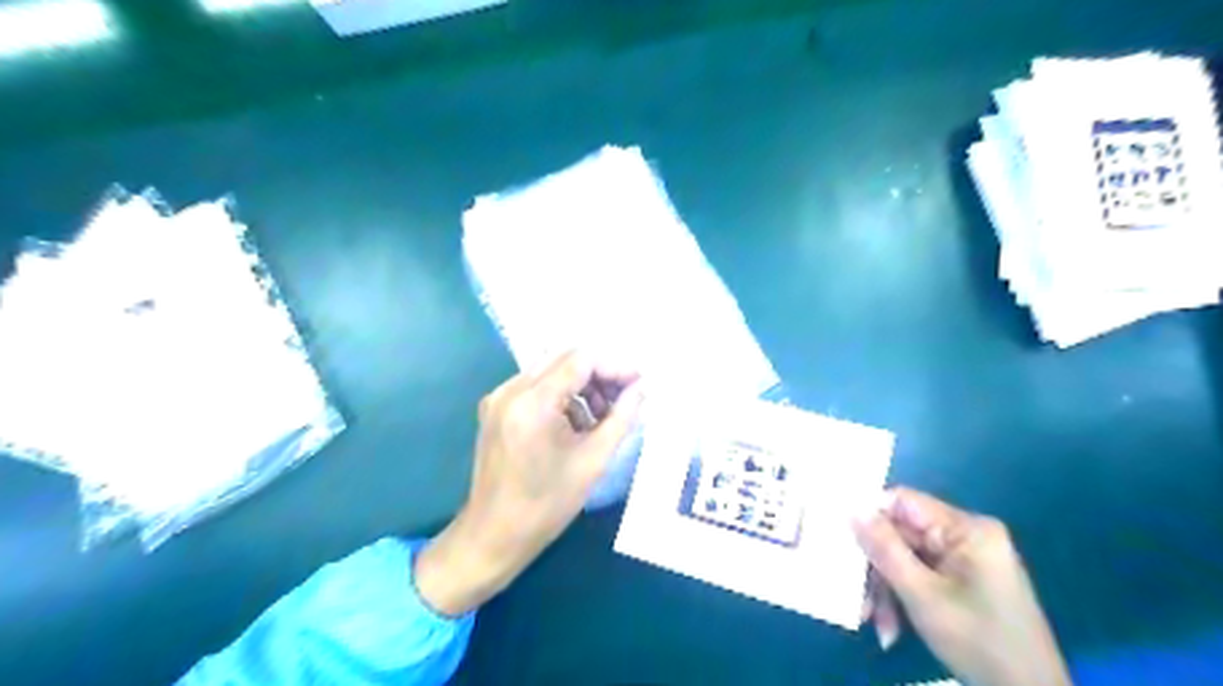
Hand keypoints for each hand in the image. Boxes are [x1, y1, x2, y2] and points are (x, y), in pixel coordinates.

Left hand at [415, 353, 644, 615]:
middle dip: (599, 374)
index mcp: (533, 401)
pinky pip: (535, 386)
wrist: (493, 536)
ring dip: (581, 385)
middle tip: (624, 400)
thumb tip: (642, 388)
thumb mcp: (594, 460)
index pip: (581, 360)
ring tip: (601, 417)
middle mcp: (511, 389)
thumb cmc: (547, 505)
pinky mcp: (495, 408)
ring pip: (550, 369)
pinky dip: (561, 396)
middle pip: (565, 358)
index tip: (639, 385)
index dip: (615, 367)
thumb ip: (622, 417)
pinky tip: (575, 424)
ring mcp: (499, 397)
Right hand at [852, 489, 1071, 685]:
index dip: (870, 517)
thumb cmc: (979, 641)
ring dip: (887, 590)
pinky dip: (903, 599)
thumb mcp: (921, 594)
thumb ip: (884, 548)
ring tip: (877, 624)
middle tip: (859, 600)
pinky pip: (920, 575)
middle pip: (901, 535)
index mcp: (966, 529)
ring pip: (905, 559)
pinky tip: (893, 629)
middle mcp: (966, 535)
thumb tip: (850, 508)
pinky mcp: (963, 580)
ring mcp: (965, 559)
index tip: (842, 539)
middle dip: (878, 569)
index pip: (903, 502)